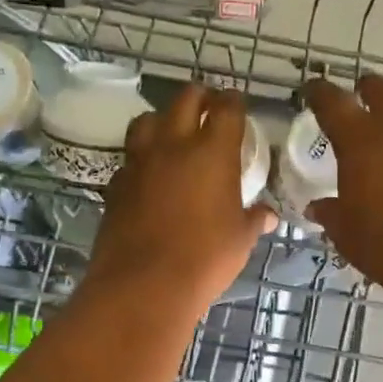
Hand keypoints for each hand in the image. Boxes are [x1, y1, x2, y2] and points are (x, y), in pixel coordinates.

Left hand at [89, 84, 274, 311]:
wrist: (144, 284)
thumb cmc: (204, 259)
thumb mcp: (240, 240)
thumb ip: (253, 220)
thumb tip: (267, 216)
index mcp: (212, 152)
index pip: (227, 108)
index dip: (234, 101)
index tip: (237, 104)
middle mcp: (173, 146)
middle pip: (185, 99)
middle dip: (200, 97)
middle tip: (209, 107)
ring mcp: (139, 163)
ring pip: (147, 120)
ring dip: (162, 120)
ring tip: (172, 135)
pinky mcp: (116, 184)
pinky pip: (129, 159)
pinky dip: (141, 159)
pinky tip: (148, 176)